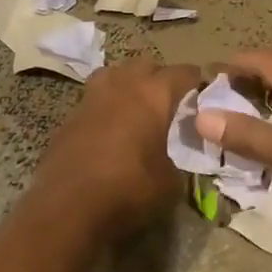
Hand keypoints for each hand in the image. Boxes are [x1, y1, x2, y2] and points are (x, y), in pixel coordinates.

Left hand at [32, 59, 203, 231]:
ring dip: (128, 84)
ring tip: (137, 107)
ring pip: (114, 75)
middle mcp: (121, 86)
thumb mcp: (170, 182)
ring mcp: (90, 98)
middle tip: (170, 101)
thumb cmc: (128, 190)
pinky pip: (93, 100)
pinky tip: (110, 130)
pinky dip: (105, 107)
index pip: (182, 72)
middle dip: (160, 78)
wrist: (67, 207)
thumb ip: (178, 160)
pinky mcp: (69, 117)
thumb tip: (175, 158)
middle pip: (145, 65)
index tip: (204, 94)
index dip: (196, 81)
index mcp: (152, 94)